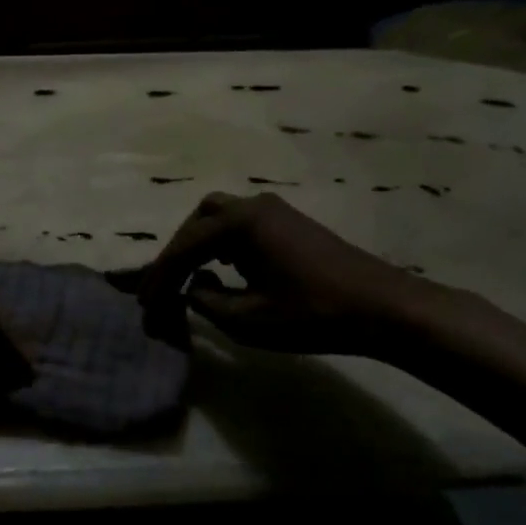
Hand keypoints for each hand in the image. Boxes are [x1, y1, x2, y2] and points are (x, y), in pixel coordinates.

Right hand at [137, 192, 426, 355]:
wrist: (382, 308)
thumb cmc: (312, 313)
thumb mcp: (248, 319)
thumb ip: (207, 301)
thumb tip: (193, 287)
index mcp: (239, 223)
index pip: (184, 247)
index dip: (159, 277)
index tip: (144, 305)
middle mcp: (252, 205)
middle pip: (197, 221)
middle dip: (176, 253)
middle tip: (163, 287)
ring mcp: (274, 210)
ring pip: (218, 217)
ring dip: (198, 244)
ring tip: (187, 278)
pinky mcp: (289, 223)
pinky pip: (240, 223)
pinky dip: (221, 243)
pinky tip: (223, 269)